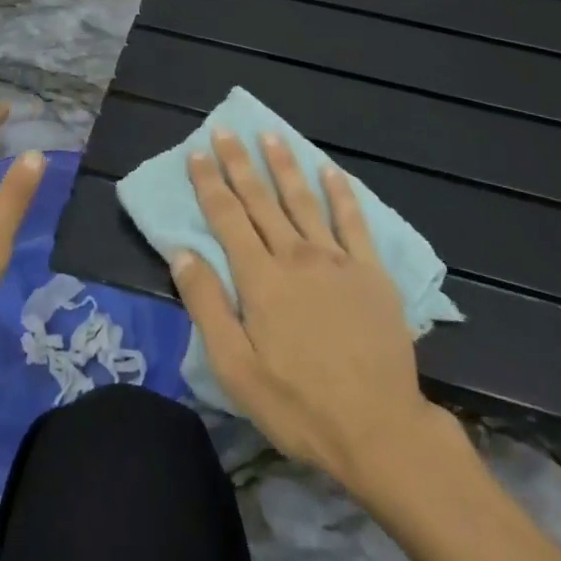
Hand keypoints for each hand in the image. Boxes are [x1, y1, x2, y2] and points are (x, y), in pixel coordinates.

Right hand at [170, 128, 442, 490]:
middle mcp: (295, 255)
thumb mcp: (237, 370)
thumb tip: (181, 253)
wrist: (379, 430)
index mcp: (260, 278)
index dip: (209, 182)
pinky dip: (341, 192)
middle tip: (226, 129)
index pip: (227, 217)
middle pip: (261, 199)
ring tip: (271, 134)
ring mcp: (336, 259)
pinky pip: (353, 221)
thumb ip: (207, 306)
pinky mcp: (370, 271)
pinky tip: (331, 169)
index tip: (197, 151)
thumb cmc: (300, 405)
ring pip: (303, 199)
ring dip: (284, 165)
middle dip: (240, 162)